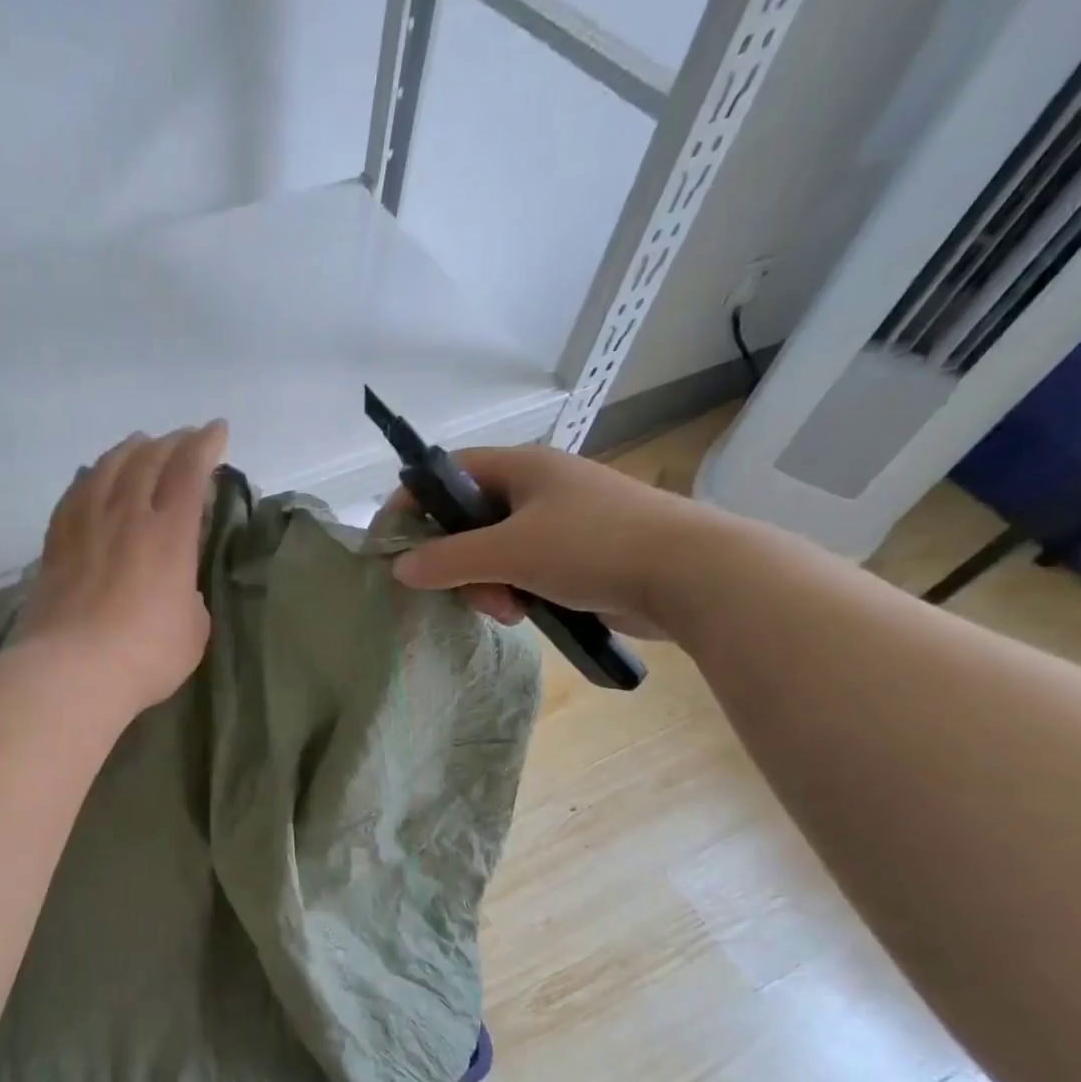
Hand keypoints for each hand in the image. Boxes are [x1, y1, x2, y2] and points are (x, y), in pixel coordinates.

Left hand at [18, 421, 228, 715]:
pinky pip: (74, 494)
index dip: (206, 444)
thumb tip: (175, 587)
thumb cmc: (146, 655)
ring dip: (129, 450)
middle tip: (184, 438)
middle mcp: (126, 516)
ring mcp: (85, 526)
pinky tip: (92, 477)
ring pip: (106, 468)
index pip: (189, 471)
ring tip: (139, 445)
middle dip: (171, 442)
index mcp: (169, 533)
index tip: (217, 430)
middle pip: (148, 460)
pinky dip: (90, 477)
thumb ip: (188, 596)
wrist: (72, 671)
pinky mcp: (55, 544)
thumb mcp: (193, 629)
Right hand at [385, 444, 718, 638]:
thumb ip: (447, 560)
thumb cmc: (594, 546)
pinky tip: (526, 615)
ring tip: (507, 612)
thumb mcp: (510, 552)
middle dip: (458, 562)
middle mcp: (538, 488)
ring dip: (487, 585)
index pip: (447, 473)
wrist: (692, 576)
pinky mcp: (578, 556)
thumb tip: (400, 569)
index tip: (389, 542)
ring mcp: (561, 523)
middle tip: (463, 591)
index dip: (412, 503)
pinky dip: (515, 593)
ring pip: (495, 553)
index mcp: (522, 467)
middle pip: (467, 521)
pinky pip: (524, 572)